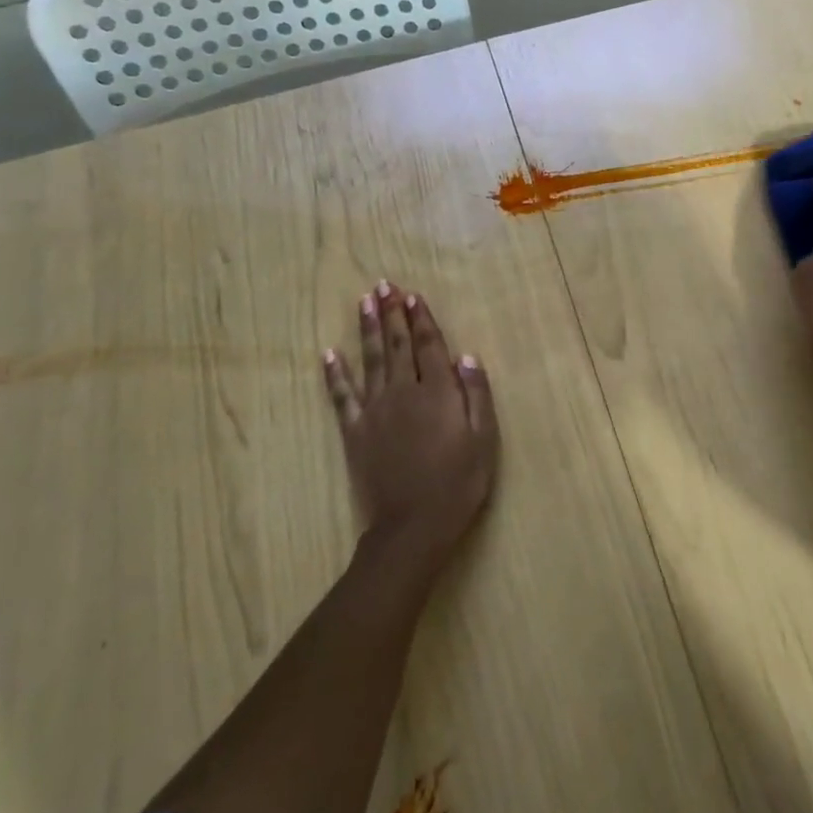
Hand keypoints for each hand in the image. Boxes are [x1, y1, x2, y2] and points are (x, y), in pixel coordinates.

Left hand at [322, 282, 499, 564]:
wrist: (413, 527)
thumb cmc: (458, 484)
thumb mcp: (484, 440)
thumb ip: (476, 395)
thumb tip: (466, 356)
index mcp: (438, 392)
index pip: (429, 346)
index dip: (421, 319)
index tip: (412, 296)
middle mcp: (404, 391)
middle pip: (397, 345)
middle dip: (392, 314)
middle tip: (384, 286)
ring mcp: (375, 410)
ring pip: (370, 360)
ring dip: (367, 329)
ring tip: (364, 303)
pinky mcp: (355, 431)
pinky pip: (342, 396)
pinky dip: (335, 374)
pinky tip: (329, 354)